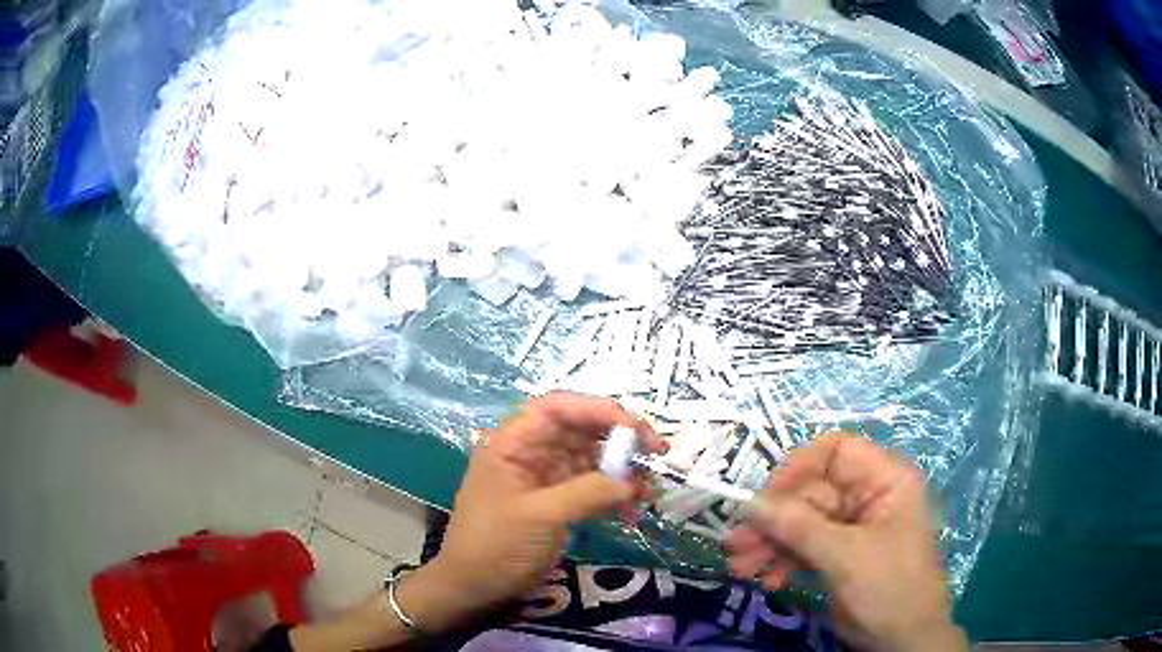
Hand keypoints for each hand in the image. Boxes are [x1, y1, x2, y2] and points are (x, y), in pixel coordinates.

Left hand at [407, 392, 663, 631]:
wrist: (475, 587)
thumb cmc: (496, 545)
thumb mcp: (540, 516)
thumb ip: (587, 492)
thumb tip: (632, 482)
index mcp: (513, 444)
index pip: (557, 408)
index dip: (597, 409)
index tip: (634, 428)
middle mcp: (531, 453)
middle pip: (580, 430)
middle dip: (620, 440)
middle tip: (657, 453)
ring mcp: (545, 478)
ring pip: (591, 459)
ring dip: (623, 472)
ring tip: (650, 492)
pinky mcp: (557, 502)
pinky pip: (592, 487)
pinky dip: (614, 495)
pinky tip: (632, 512)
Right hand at [725, 433, 966, 651]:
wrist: (903, 640)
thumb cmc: (890, 588)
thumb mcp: (846, 557)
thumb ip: (799, 528)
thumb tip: (750, 504)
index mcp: (884, 480)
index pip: (836, 451)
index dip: (799, 467)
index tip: (765, 498)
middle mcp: (867, 496)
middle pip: (811, 492)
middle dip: (773, 520)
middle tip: (736, 544)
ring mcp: (852, 527)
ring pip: (801, 522)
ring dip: (770, 544)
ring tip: (742, 568)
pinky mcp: (839, 554)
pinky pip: (804, 547)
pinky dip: (783, 561)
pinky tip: (769, 580)